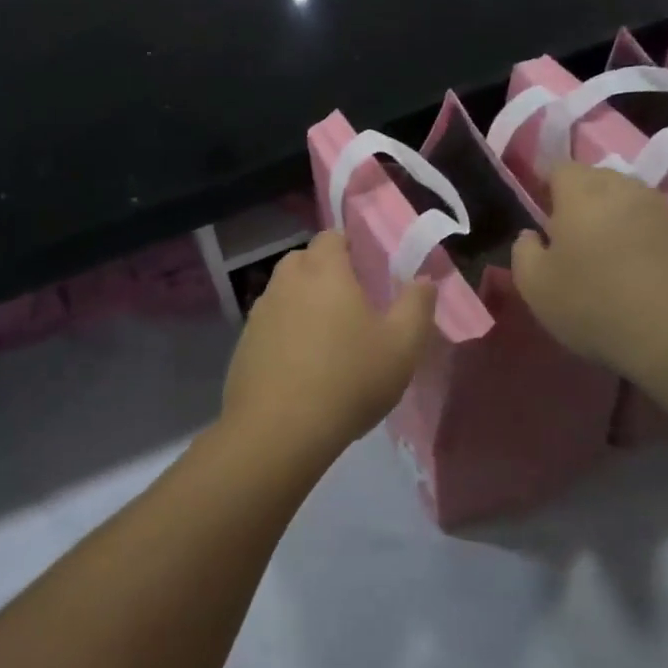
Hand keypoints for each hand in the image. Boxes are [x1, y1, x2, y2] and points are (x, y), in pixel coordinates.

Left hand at [220, 232, 435, 460]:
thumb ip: (417, 305)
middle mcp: (286, 281)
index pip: (331, 236)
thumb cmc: (349, 379)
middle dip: (325, 273)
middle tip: (351, 305)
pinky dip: (284, 334)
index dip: (349, 247)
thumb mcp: (402, 346)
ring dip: (303, 304)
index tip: (367, 272)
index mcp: (324, 270)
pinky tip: (300, 367)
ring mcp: (259, 312)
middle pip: (304, 261)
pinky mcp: (243, 344)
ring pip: (284, 293)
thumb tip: (424, 279)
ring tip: (326, 339)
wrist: (279, 431)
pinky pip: (269, 325)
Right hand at [512, 163, 667, 383]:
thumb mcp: (535, 287)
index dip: (546, 187)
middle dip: (580, 198)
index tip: (540, 214)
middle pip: (596, 179)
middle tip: (569, 235)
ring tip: (604, 254)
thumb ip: (524, 252)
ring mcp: (663, 210)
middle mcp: (624, 189)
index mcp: (582, 192)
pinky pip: (654, 225)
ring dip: (613, 218)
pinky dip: (641, 238)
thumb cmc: (595, 305)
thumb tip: (531, 235)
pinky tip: (637, 272)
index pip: (559, 168)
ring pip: (628, 200)